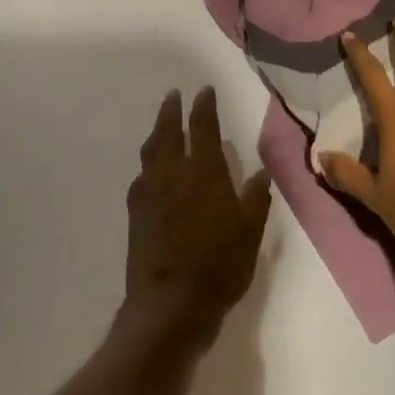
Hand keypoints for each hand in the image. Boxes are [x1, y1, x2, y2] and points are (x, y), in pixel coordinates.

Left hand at [125, 87, 269, 341]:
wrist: (170, 303)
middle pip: (169, 132)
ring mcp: (150, 192)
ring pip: (151, 151)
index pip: (204, 128)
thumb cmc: (219, 266)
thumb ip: (255, 199)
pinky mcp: (135, 212)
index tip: (203, 91)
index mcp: (205, 173)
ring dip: (157, 132)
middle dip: (171, 111)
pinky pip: (141, 176)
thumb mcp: (250, 233)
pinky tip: (151, 171)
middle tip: (174, 95)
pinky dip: (148, 164)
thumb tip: (259, 173)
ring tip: (161, 124)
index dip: (204, 107)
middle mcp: (173, 174)